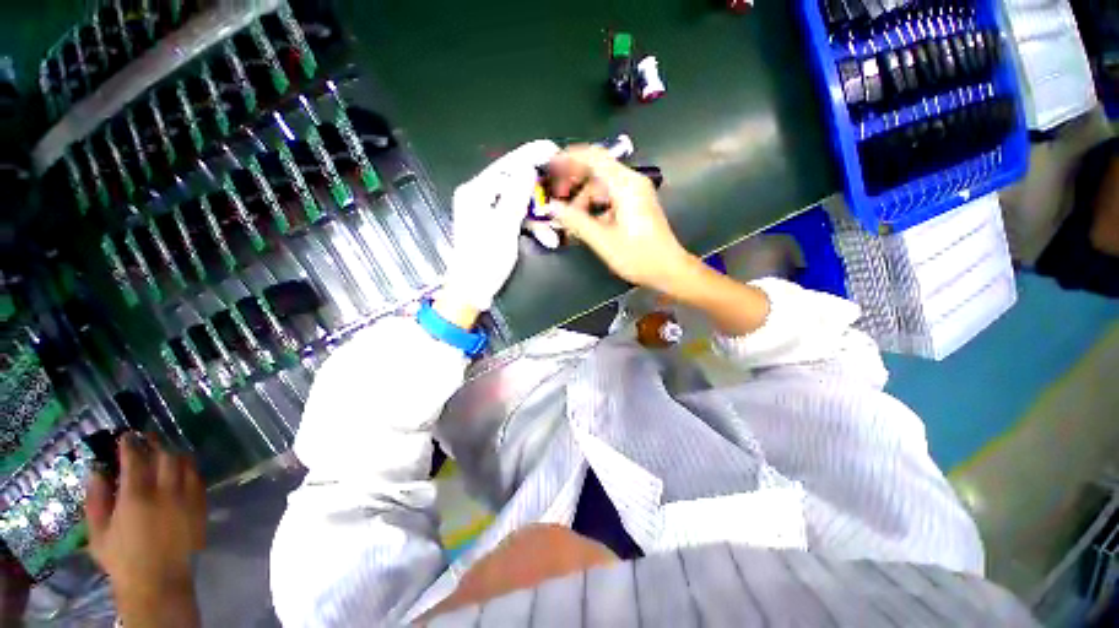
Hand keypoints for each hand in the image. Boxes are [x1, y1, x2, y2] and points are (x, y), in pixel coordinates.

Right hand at [86, 433, 204, 627]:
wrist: (158, 582)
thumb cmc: (123, 559)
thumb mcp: (98, 532)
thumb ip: (96, 499)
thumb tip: (96, 470)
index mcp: (136, 497)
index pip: (135, 459)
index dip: (130, 444)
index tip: (126, 436)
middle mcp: (166, 492)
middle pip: (165, 455)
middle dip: (155, 443)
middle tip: (146, 439)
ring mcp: (187, 498)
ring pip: (186, 464)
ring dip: (174, 454)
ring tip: (163, 453)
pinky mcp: (201, 506)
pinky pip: (198, 478)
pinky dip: (188, 470)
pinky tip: (179, 471)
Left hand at [440, 140, 559, 318]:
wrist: (473, 290)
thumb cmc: (485, 260)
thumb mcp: (503, 227)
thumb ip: (516, 196)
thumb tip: (527, 169)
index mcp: (476, 192)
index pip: (506, 166)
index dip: (530, 157)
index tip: (552, 149)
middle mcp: (480, 197)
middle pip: (515, 184)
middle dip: (539, 195)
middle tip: (560, 195)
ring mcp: (488, 211)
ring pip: (520, 203)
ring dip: (539, 217)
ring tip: (554, 232)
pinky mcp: (495, 225)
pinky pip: (518, 218)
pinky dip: (532, 227)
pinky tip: (547, 238)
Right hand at [545, 145, 695, 291]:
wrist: (668, 270)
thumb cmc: (638, 256)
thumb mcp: (603, 240)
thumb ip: (575, 221)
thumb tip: (552, 207)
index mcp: (625, 185)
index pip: (593, 157)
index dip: (568, 158)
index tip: (549, 166)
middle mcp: (631, 183)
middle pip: (596, 171)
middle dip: (573, 182)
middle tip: (555, 198)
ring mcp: (634, 193)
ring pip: (601, 186)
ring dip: (582, 198)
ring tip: (568, 218)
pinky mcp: (635, 205)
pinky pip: (609, 197)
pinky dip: (594, 206)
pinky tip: (583, 222)